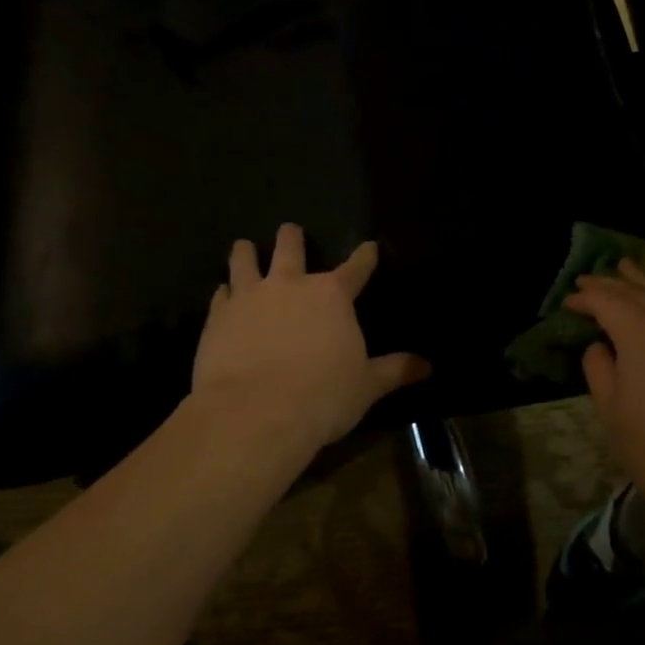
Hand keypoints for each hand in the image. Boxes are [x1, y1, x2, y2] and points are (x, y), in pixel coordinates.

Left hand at [191, 224, 429, 448]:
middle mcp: (290, 284)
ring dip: (247, 252)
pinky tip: (223, 294)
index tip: (369, 246)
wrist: (255, 413)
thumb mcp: (367, 386)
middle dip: (292, 237)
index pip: (356, 268)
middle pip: (290, 247)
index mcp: (332, 296)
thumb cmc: (322, 396)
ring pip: (245, 260)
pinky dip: (225, 292)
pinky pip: (221, 294)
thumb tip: (427, 366)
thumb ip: (395, 370)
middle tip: (291, 231)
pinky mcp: (217, 317)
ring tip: (245, 246)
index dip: (365, 256)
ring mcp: (249, 297)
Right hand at [563, 260, 644, 507]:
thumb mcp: (610, 409)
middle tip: (590, 277)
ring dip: (644, 283)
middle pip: (638, 292)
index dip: (586, 297)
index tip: (569, 301)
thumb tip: (600, 346)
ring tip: (628, 269)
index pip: (607, 301)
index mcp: (641, 334)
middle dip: (612, 283)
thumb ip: (599, 367)